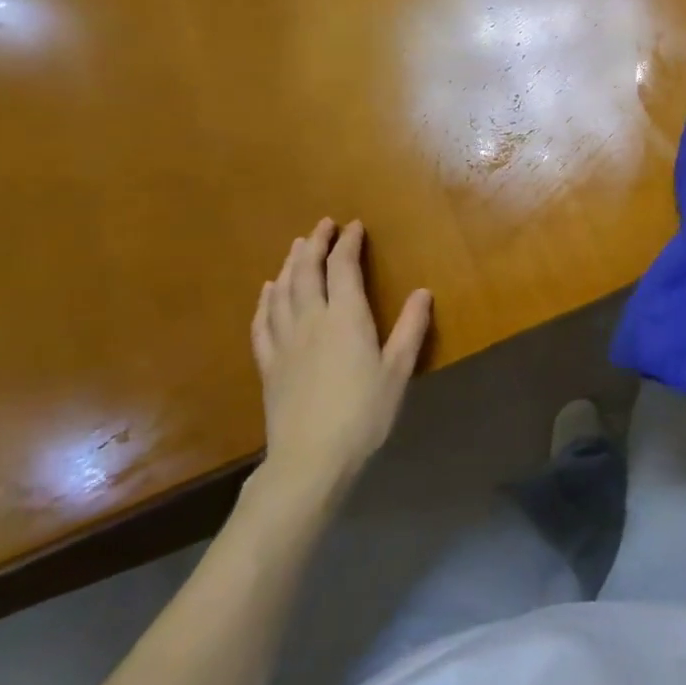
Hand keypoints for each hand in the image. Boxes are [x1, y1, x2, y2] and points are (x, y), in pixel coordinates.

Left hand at [249, 218, 431, 513]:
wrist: (310, 459)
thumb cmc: (364, 414)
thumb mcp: (397, 371)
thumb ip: (410, 329)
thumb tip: (423, 292)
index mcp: (346, 318)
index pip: (343, 268)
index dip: (348, 243)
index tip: (354, 226)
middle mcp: (311, 320)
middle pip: (307, 271)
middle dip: (314, 243)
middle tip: (322, 225)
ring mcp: (284, 341)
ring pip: (282, 291)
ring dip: (290, 264)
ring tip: (296, 247)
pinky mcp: (268, 363)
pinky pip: (262, 321)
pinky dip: (265, 300)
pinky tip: (268, 291)